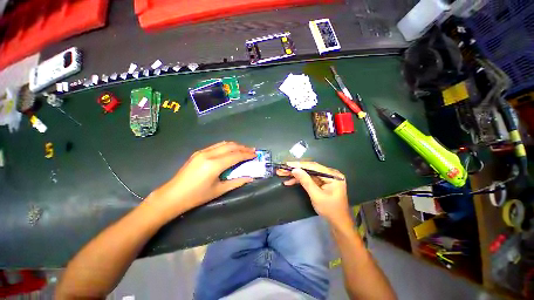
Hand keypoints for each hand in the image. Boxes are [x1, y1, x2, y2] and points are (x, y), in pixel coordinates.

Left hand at [148, 142, 255, 219]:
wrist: (172, 195)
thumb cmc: (197, 196)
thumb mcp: (219, 190)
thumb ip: (236, 182)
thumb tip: (250, 178)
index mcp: (214, 165)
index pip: (236, 156)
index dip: (247, 154)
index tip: (256, 155)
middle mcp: (209, 154)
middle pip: (231, 146)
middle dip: (243, 148)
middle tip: (252, 151)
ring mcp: (202, 152)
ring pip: (223, 144)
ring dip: (235, 145)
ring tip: (244, 149)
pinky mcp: (198, 152)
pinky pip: (216, 146)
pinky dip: (226, 146)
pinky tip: (230, 150)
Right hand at [277, 162, 350, 223]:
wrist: (338, 223)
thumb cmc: (330, 210)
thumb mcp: (317, 196)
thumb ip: (306, 181)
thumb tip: (295, 169)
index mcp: (332, 175)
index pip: (313, 166)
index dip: (299, 165)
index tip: (287, 164)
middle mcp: (329, 174)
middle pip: (309, 169)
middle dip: (295, 170)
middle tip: (282, 169)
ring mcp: (325, 178)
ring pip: (307, 174)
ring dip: (295, 175)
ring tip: (282, 174)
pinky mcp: (321, 183)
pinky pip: (309, 179)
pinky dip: (299, 181)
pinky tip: (289, 181)